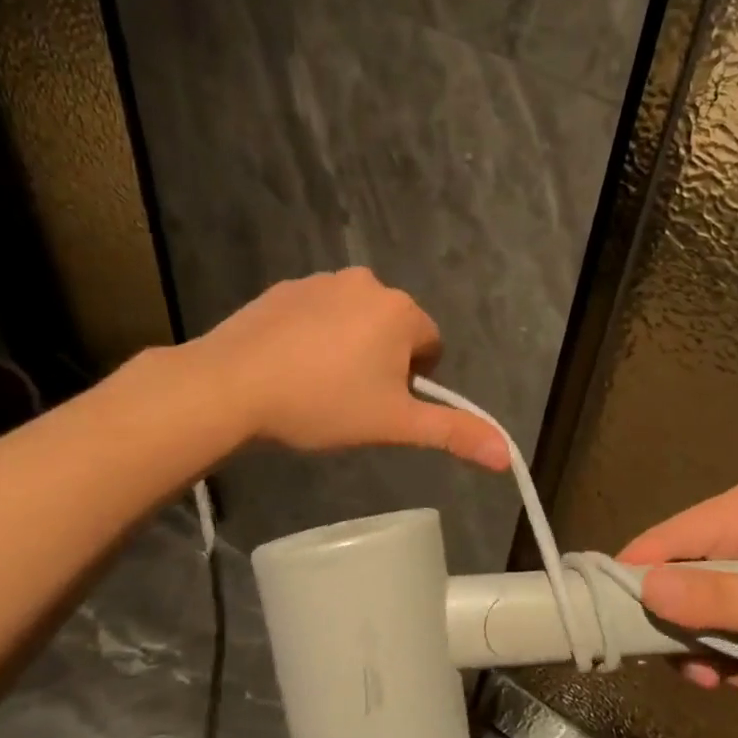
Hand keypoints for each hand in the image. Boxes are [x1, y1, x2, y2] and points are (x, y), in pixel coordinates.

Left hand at [192, 269, 509, 469]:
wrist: (230, 385)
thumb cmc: (322, 404)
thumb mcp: (394, 424)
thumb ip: (453, 433)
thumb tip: (507, 455)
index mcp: (401, 311)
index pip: (431, 345)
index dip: (413, 381)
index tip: (381, 405)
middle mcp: (367, 283)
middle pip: (394, 330)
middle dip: (382, 361)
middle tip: (350, 399)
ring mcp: (321, 281)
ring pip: (355, 320)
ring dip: (349, 347)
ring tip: (316, 384)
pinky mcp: (284, 288)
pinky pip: (317, 313)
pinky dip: (313, 335)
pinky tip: (289, 366)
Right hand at [618, 480, 737, 698]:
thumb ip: (710, 599)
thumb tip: (642, 590)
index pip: (667, 538)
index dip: (637, 579)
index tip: (614, 626)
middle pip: (683, 578)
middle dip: (691, 631)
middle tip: (701, 676)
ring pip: (704, 609)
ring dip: (719, 652)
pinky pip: (730, 623)